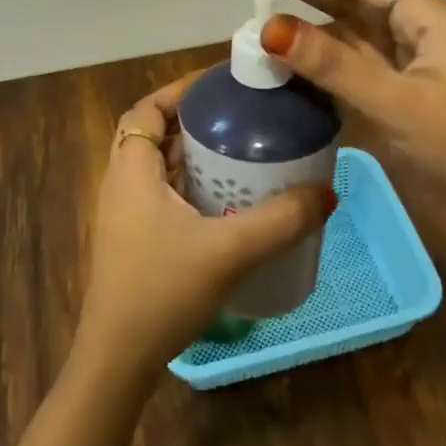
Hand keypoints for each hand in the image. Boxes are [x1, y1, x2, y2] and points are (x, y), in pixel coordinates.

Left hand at [73, 70, 336, 384]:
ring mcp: (124, 214)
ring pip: (158, 165)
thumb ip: (280, 220)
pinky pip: (161, 193)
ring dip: (192, 153)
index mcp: (131, 170)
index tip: (222, 85)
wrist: (118, 360)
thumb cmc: (162, 291)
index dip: (180, 90)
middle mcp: (121, 183)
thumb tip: (327, 193)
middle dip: (194, 120)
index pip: (147, 108)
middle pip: (154, 133)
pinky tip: (225, 199)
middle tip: (241, 116)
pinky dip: (189, 183)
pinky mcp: (133, 239)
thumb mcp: (228, 251)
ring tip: (241, 149)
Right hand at [261, 0, 445, 239]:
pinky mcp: (425, 88)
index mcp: (429, 16)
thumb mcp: (394, 102)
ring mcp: (427, 60)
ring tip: (278, 16)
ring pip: (367, 31)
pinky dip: (342, 56)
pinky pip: (375, 61)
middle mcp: (428, 28)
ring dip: (326, 24)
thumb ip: (332, 65)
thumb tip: (270, 29)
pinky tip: (314, 59)